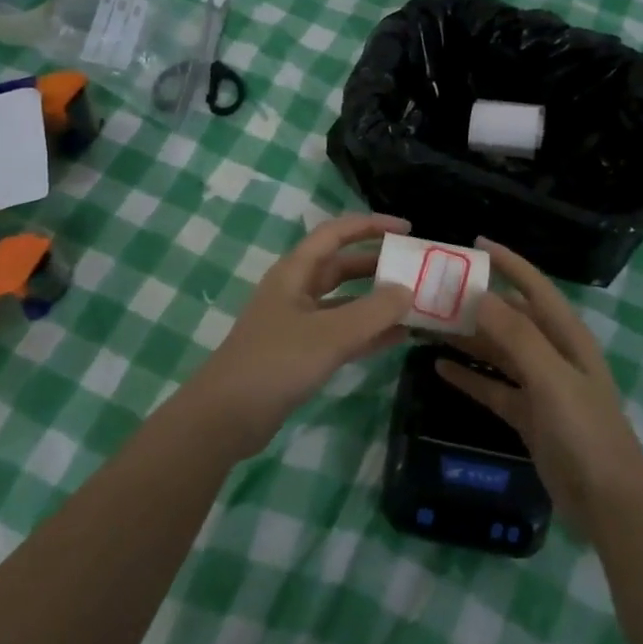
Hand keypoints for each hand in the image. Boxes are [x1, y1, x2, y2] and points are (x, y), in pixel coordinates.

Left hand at [188, 214, 414, 456]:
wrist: (226, 417)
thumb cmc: (276, 363)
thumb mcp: (330, 334)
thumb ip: (373, 311)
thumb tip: (407, 290)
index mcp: (294, 272)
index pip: (335, 233)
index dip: (370, 225)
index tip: (407, 230)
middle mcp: (296, 290)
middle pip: (341, 266)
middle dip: (377, 264)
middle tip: (416, 269)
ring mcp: (298, 323)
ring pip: (344, 302)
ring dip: (376, 301)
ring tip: (415, 303)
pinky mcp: (301, 354)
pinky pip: (342, 333)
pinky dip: (368, 333)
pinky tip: (398, 337)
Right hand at [437, 239, 642, 532]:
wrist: (609, 503)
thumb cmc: (586, 432)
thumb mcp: (552, 378)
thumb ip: (517, 336)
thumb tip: (479, 294)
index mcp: (566, 337)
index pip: (534, 287)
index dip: (508, 262)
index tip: (474, 243)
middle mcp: (553, 354)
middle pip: (510, 318)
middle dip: (477, 303)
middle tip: (434, 291)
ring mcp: (540, 386)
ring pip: (498, 351)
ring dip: (467, 338)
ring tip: (428, 325)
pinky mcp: (528, 416)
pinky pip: (493, 387)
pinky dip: (469, 376)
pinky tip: (440, 367)